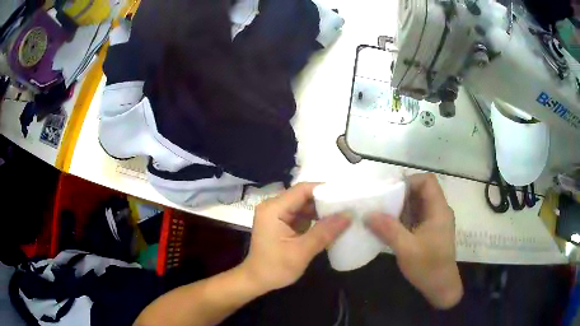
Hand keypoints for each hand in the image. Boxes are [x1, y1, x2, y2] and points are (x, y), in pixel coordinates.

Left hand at [241, 183, 350, 293]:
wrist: (257, 281)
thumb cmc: (275, 268)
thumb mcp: (302, 251)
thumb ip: (325, 232)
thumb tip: (348, 215)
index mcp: (273, 209)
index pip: (302, 189)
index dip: (325, 190)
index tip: (345, 196)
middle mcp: (273, 206)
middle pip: (303, 196)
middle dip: (325, 201)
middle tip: (348, 206)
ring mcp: (277, 214)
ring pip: (304, 205)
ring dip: (321, 210)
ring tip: (343, 213)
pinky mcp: (281, 222)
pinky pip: (301, 215)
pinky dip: (315, 219)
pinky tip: (330, 224)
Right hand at [367, 173, 462, 308]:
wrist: (440, 287)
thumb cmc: (428, 266)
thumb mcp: (406, 248)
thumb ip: (388, 229)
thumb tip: (368, 214)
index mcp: (438, 210)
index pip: (427, 181)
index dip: (410, 181)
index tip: (390, 191)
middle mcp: (438, 212)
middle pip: (421, 191)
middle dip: (401, 194)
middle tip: (381, 202)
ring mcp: (434, 222)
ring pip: (417, 205)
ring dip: (400, 207)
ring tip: (382, 214)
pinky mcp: (429, 232)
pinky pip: (416, 217)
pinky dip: (403, 218)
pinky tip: (389, 227)